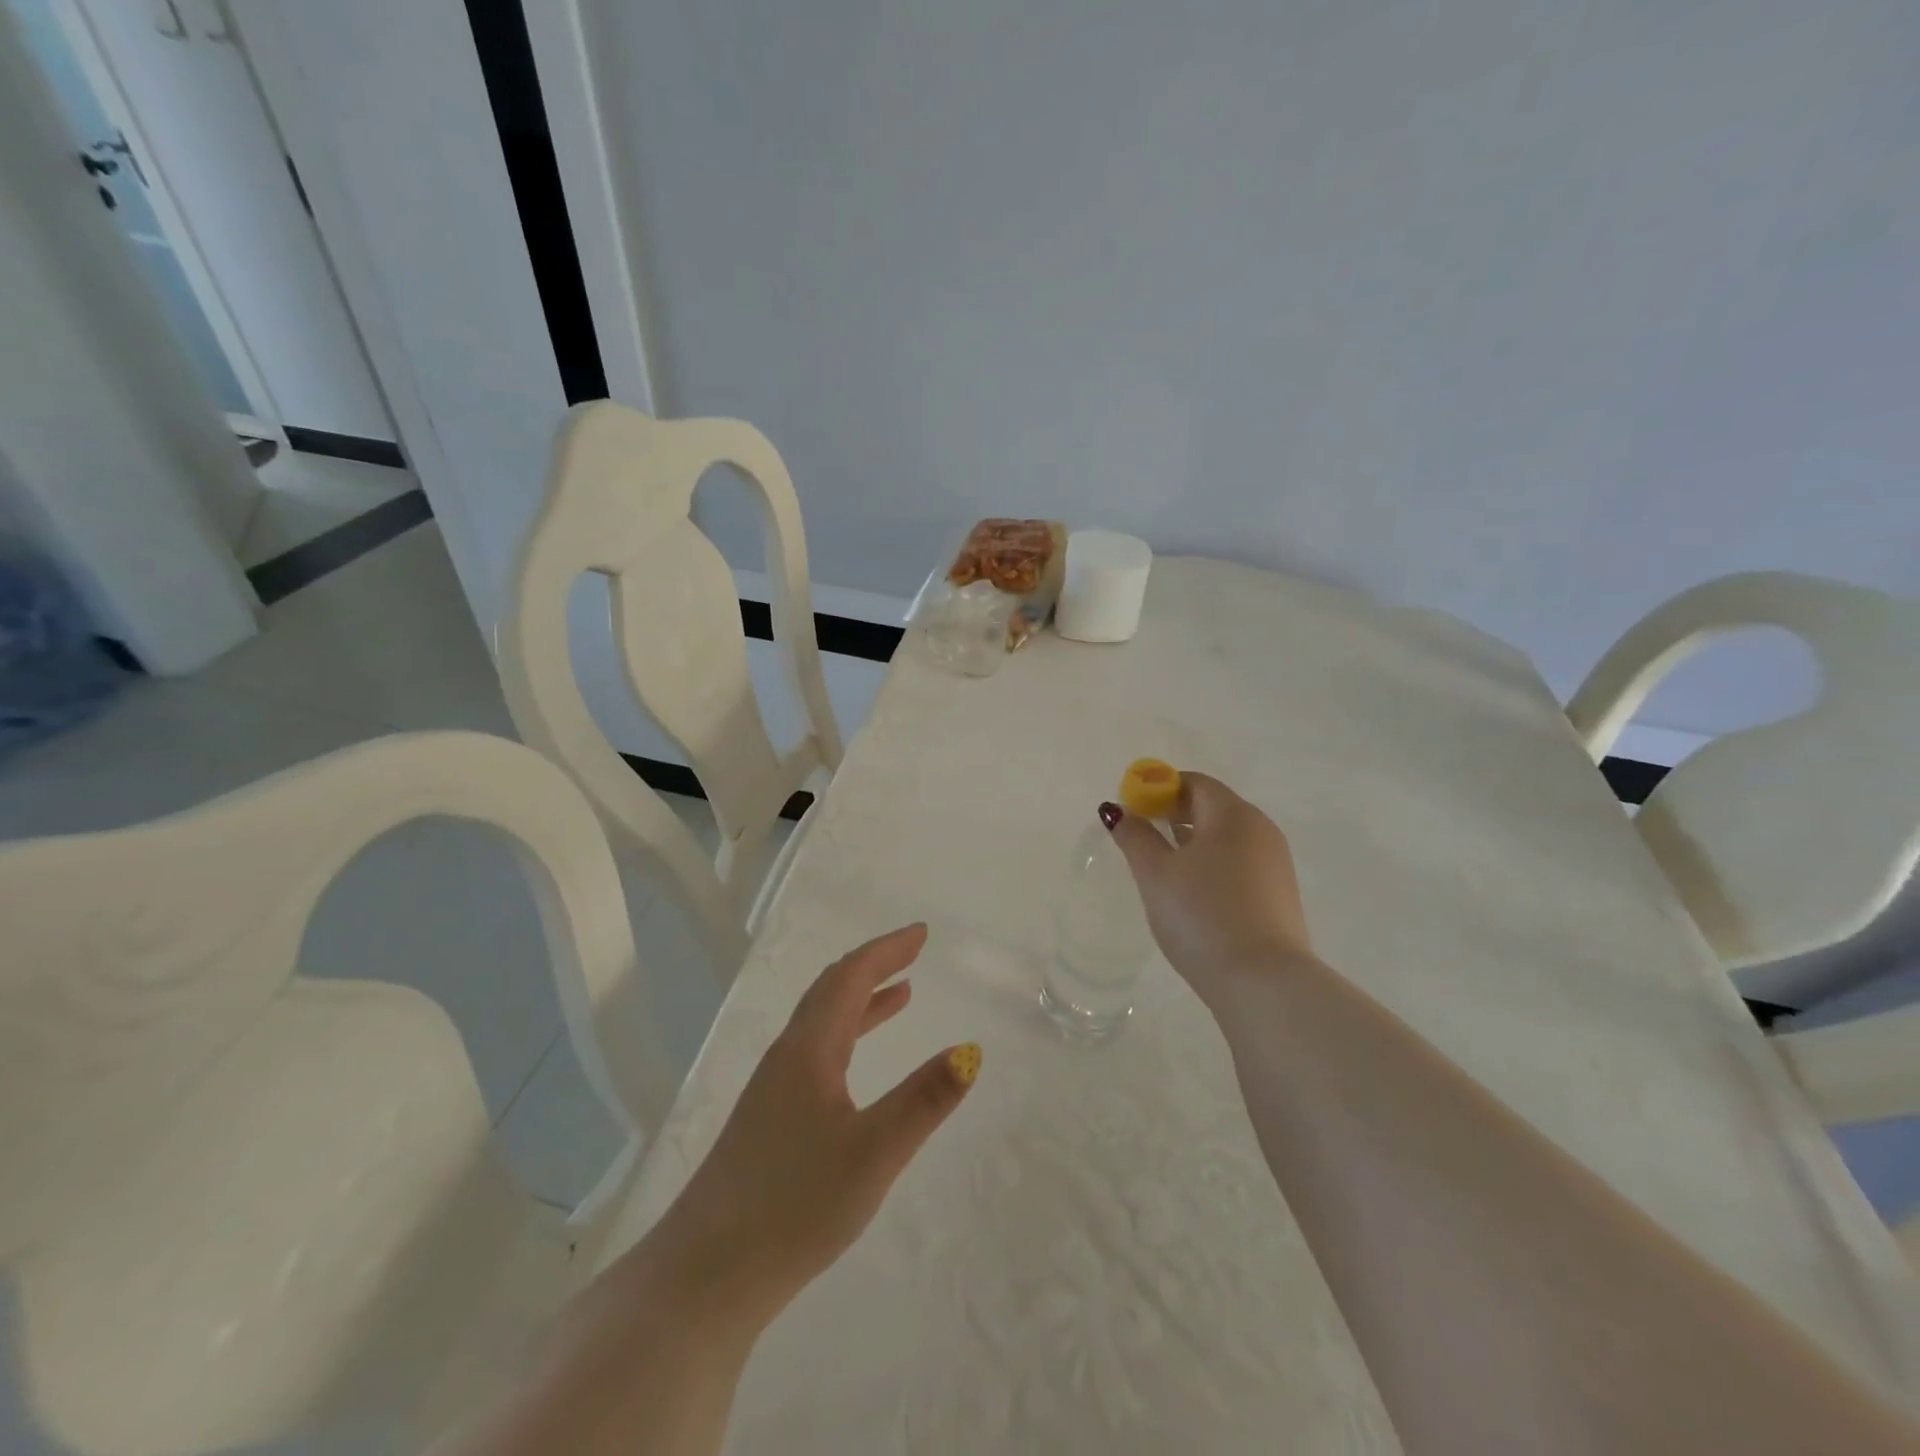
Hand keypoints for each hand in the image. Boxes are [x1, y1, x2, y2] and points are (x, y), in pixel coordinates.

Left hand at [654, 924, 979, 1327]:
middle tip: (914, 951)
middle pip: (832, 990)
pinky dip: (848, 1037)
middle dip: (875, 964)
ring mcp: (774, 1088)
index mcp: (809, 1049)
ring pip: (823, 1023)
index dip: (886, 950)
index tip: (921, 933)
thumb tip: (971, 1050)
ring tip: (902, 993)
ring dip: (862, 999)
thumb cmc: (794, 1206)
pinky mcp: (770, 1119)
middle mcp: (789, 1055)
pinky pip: (817, 1053)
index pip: (850, 977)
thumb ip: (924, 1100)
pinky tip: (859, 1065)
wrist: (706, 1275)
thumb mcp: (873, 1153)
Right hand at [1104, 772, 1316, 1001]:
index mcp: (1233, 815)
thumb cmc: (1202, 916)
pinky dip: (1212, 864)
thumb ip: (1135, 836)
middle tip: (1141, 837)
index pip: (1193, 782)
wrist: (1263, 983)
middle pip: (1212, 806)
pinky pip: (1239, 863)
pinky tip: (1193, 894)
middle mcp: (1261, 830)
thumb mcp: (1156, 874)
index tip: (1132, 811)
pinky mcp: (1279, 895)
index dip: (1158, 789)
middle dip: (1174, 813)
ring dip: (1192, 840)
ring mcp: (1275, 864)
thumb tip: (1118, 810)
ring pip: (1226, 837)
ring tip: (1162, 868)